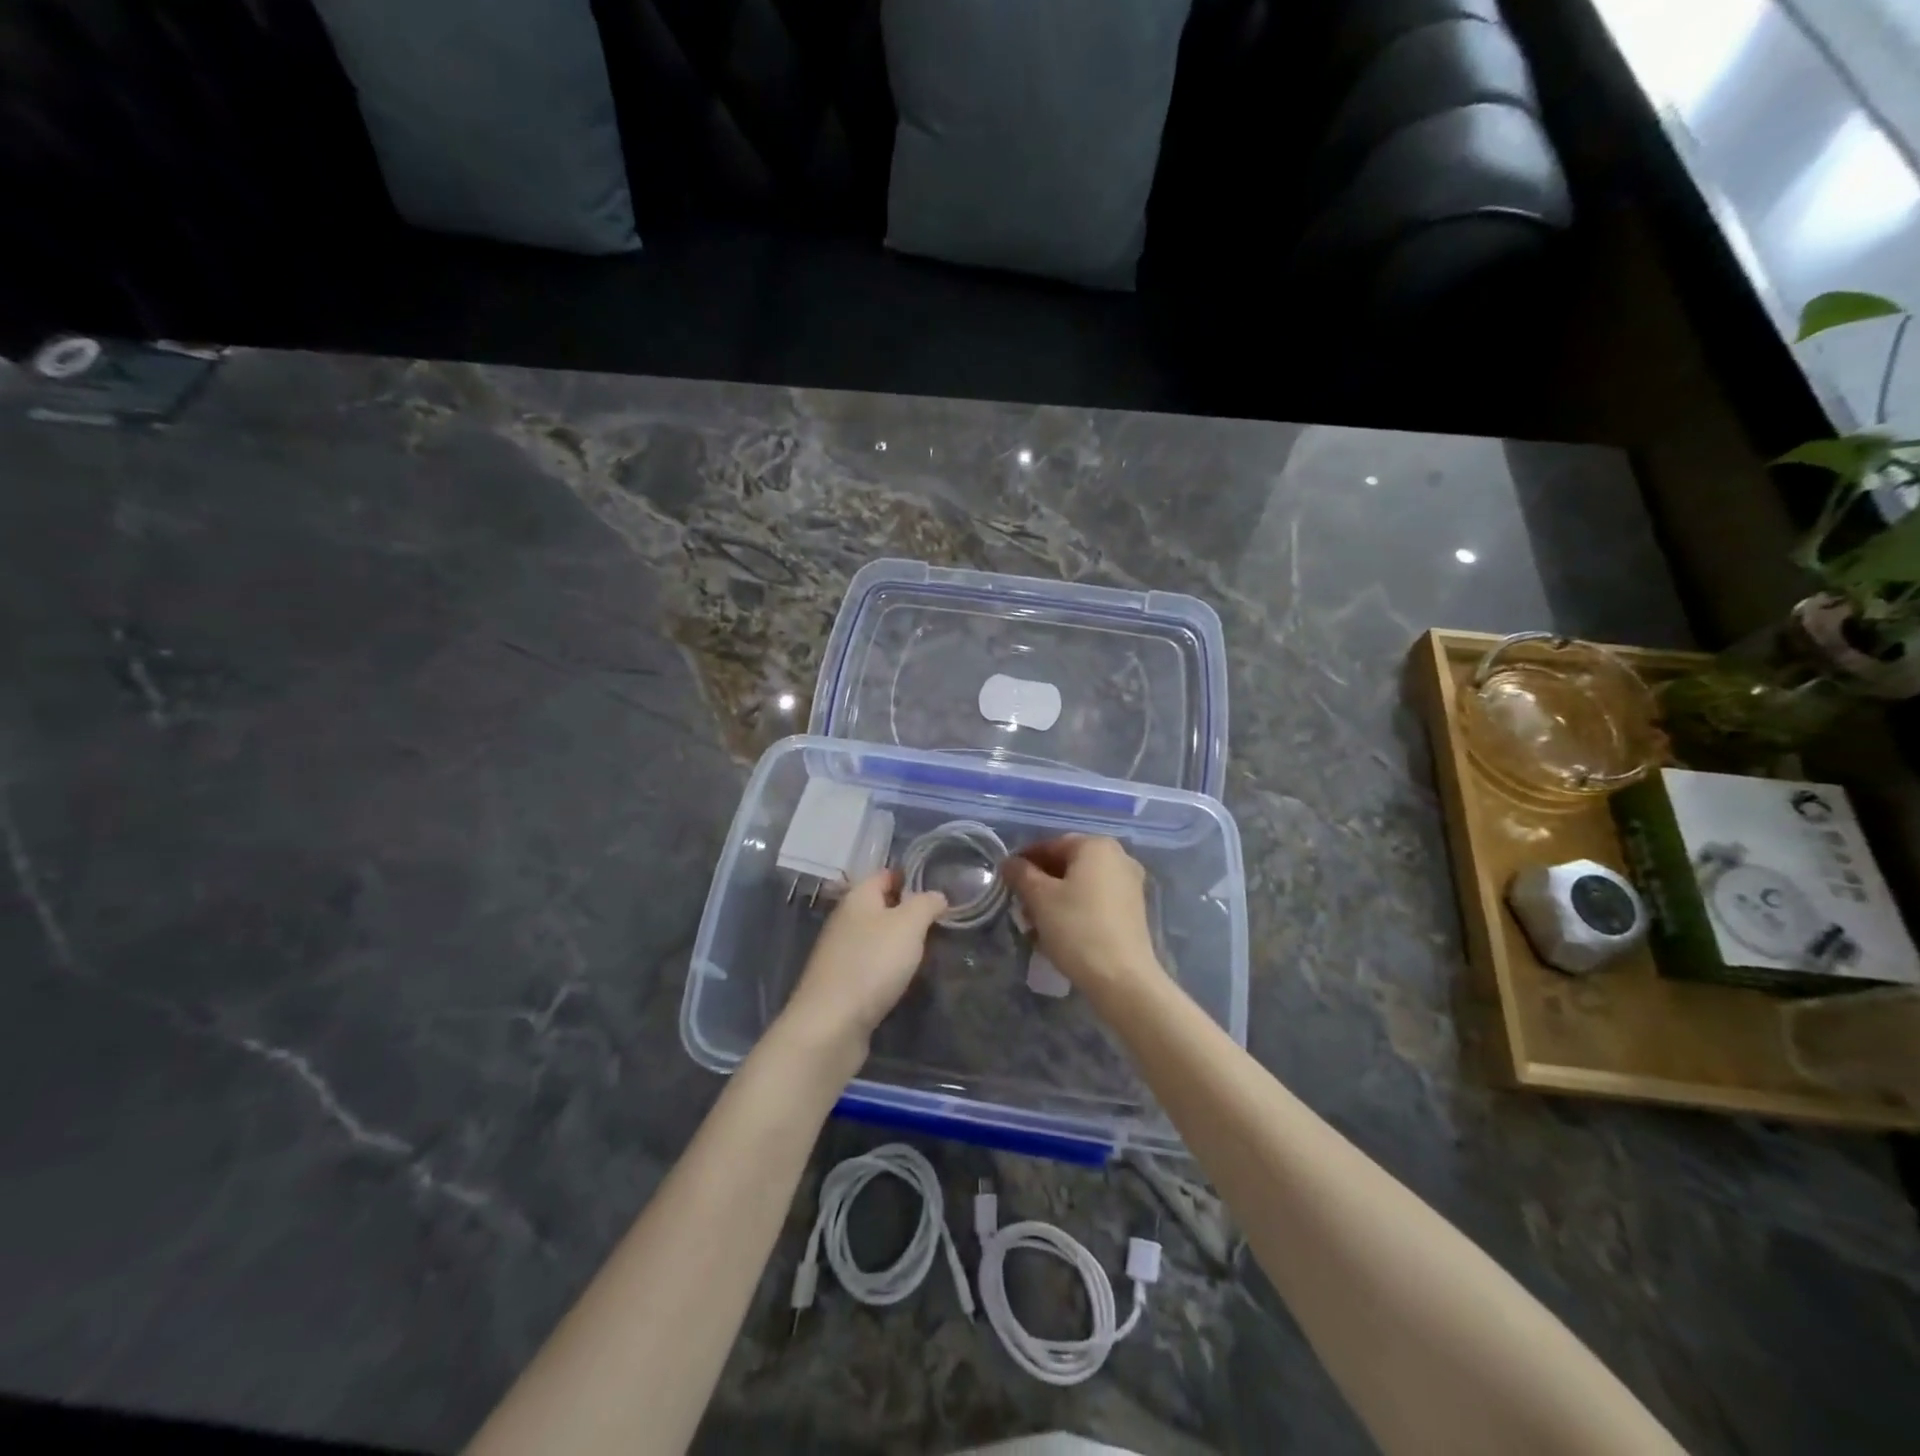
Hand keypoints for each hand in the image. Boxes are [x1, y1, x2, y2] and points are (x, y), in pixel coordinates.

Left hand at [780, 870, 945, 1053]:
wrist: (832, 1024)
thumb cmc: (872, 963)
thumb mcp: (908, 924)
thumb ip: (926, 904)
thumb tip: (937, 895)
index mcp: (858, 897)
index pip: (885, 875)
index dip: (911, 876)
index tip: (941, 885)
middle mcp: (846, 920)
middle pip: (882, 906)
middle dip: (910, 911)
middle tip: (944, 920)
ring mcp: (842, 952)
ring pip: (878, 937)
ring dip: (902, 941)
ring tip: (932, 948)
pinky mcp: (844, 982)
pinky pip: (873, 964)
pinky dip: (891, 967)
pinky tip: (907, 977)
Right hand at [1003, 836, 1165, 1002]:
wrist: (1122, 978)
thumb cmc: (1077, 928)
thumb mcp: (1039, 898)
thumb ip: (1021, 874)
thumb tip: (1009, 863)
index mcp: (1096, 846)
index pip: (1050, 845)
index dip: (1024, 861)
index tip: (1006, 880)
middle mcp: (1118, 857)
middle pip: (1067, 864)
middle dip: (1040, 884)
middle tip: (1019, 906)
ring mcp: (1129, 884)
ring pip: (1080, 885)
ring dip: (1054, 900)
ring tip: (1034, 925)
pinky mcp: (1132, 910)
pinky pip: (1095, 901)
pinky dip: (1074, 910)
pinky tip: (1057, 933)